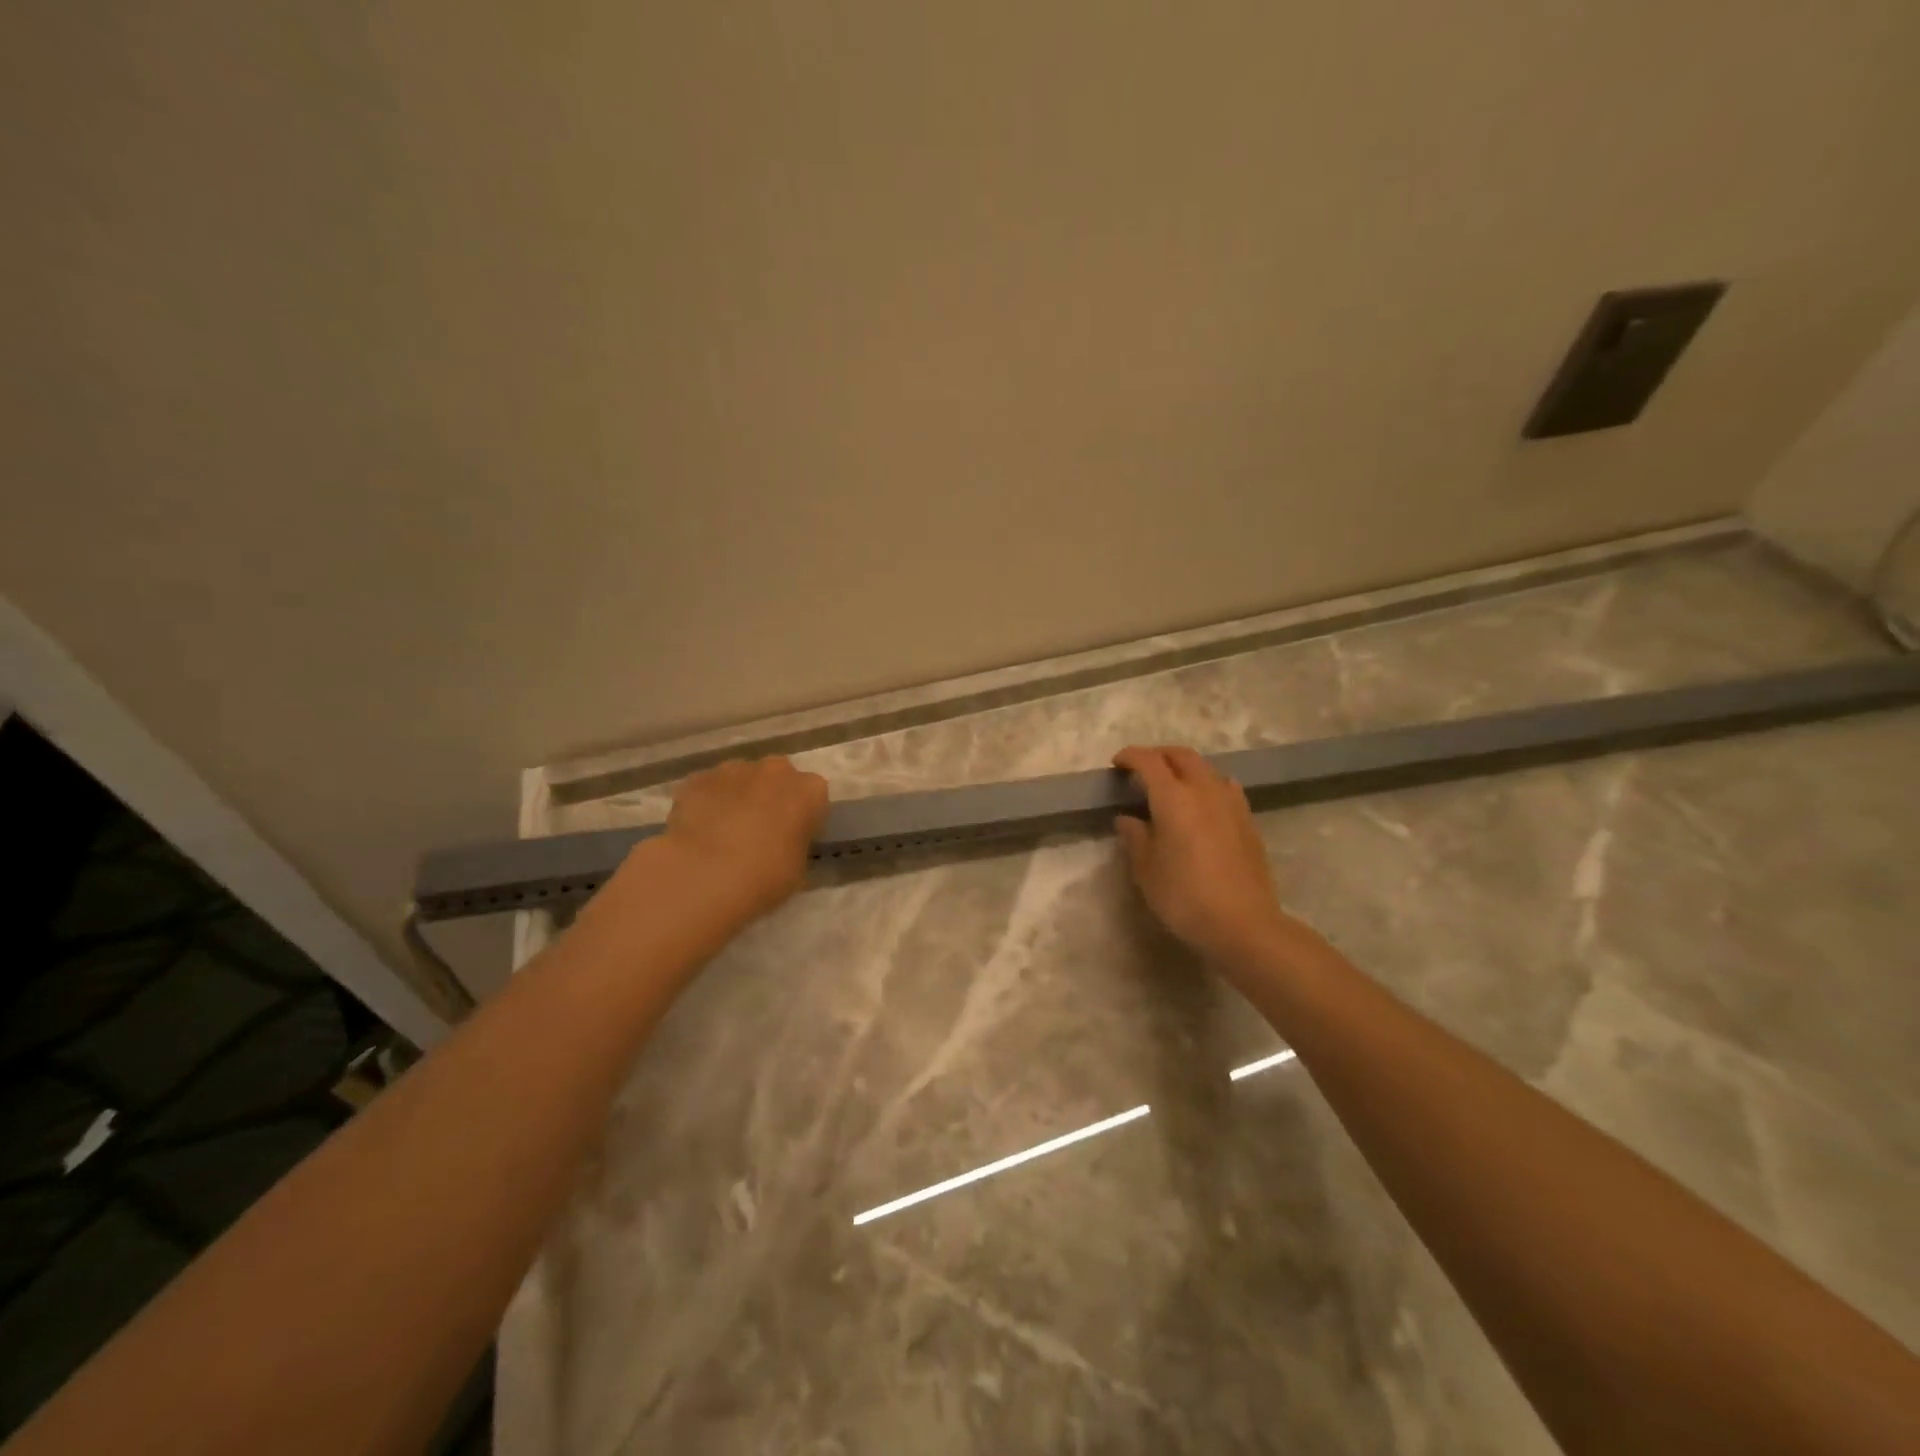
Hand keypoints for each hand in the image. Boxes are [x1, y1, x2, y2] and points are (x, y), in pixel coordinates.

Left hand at [655, 755, 829, 923]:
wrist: (705, 875)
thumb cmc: (765, 876)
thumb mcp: (798, 868)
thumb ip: (795, 844)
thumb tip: (783, 843)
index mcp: (809, 791)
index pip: (814, 796)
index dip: (803, 816)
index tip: (794, 836)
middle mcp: (775, 770)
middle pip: (778, 776)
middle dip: (771, 795)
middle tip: (760, 828)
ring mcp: (733, 770)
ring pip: (741, 777)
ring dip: (738, 795)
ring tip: (725, 830)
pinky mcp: (698, 779)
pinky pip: (708, 787)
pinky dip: (707, 801)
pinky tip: (698, 829)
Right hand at [1113, 745, 1291, 964]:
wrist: (1244, 924)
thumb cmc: (1185, 897)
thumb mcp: (1146, 870)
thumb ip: (1135, 837)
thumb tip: (1128, 819)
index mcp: (1174, 798)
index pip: (1149, 761)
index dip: (1131, 757)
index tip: (1117, 764)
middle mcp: (1204, 790)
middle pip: (1181, 755)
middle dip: (1158, 755)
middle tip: (1141, 770)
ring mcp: (1231, 803)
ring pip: (1206, 768)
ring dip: (1184, 768)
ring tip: (1171, 786)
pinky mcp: (1248, 820)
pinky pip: (1224, 787)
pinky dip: (1206, 784)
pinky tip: (1202, 805)